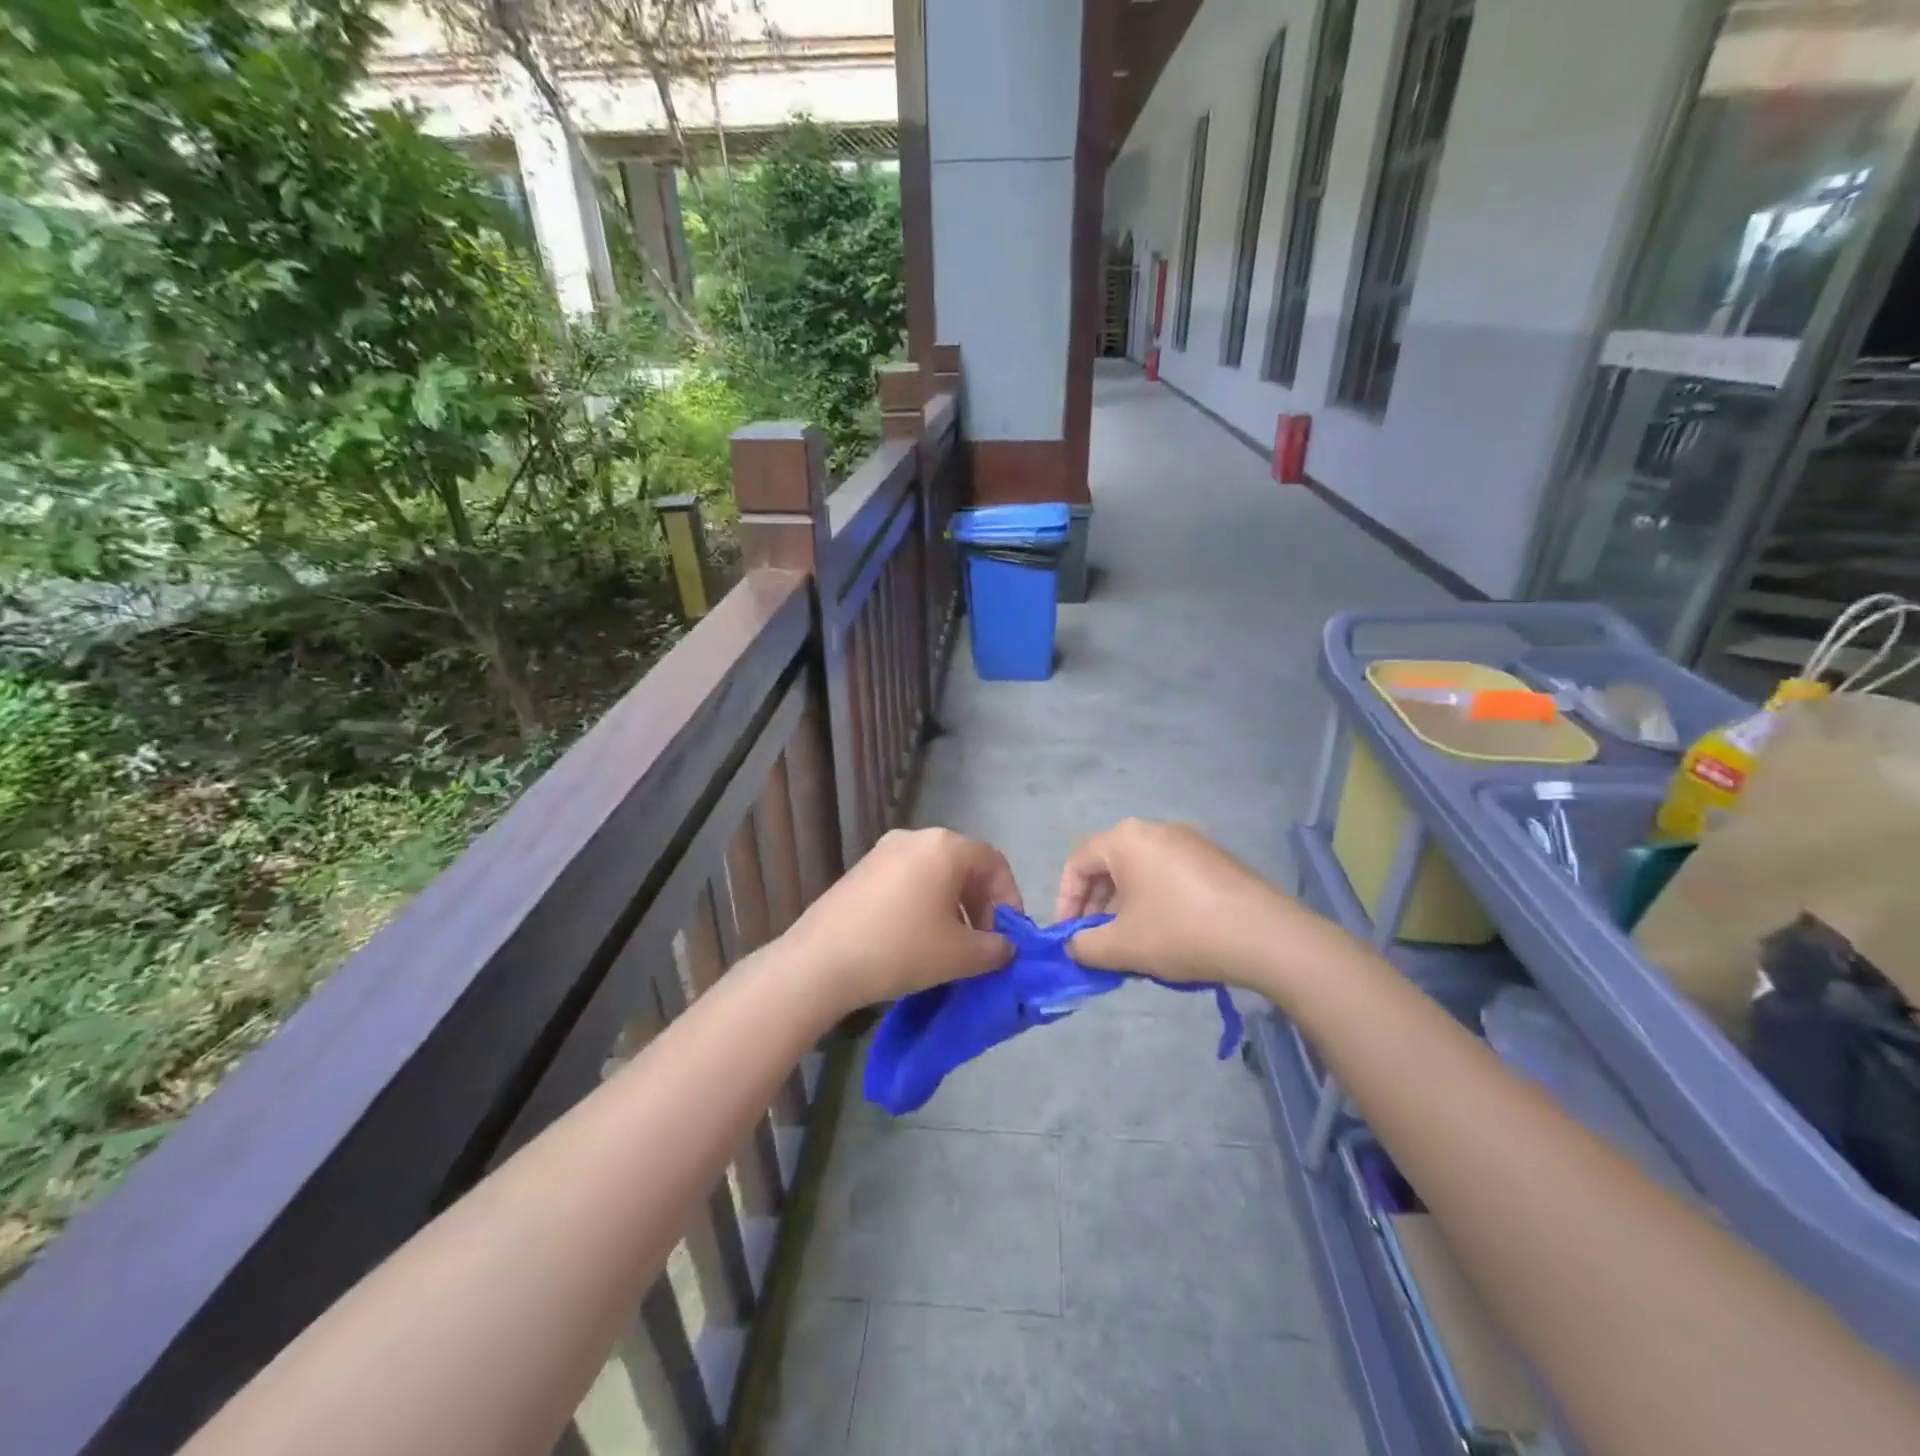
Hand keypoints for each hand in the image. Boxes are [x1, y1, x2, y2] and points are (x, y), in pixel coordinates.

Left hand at [787, 828, 1022, 1009]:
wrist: (821, 961)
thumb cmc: (901, 948)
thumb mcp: (960, 955)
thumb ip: (994, 949)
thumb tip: (1003, 947)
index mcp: (945, 847)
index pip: (994, 863)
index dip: (1009, 898)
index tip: (1008, 935)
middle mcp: (915, 838)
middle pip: (963, 866)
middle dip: (980, 904)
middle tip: (982, 943)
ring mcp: (883, 851)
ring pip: (934, 874)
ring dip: (952, 906)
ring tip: (950, 947)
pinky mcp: (860, 870)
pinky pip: (906, 881)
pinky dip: (922, 904)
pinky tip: (915, 940)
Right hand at [1055, 819, 1330, 986]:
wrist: (1266, 937)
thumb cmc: (1181, 932)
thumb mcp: (1122, 946)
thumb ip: (1085, 946)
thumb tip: (1075, 945)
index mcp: (1125, 839)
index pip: (1077, 863)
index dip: (1064, 901)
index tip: (1068, 937)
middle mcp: (1155, 829)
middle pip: (1109, 865)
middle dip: (1096, 906)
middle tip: (1096, 942)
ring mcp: (1190, 841)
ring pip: (1140, 872)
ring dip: (1124, 907)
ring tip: (1131, 944)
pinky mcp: (1215, 859)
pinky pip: (1169, 876)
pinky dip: (1155, 901)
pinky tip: (1167, 935)